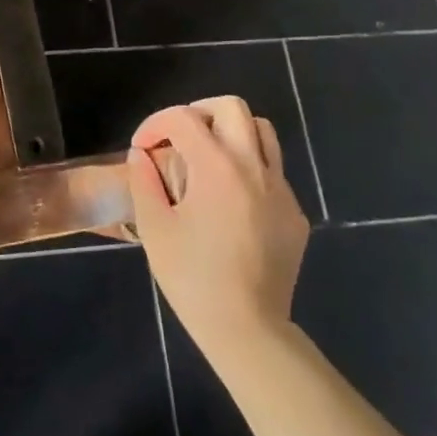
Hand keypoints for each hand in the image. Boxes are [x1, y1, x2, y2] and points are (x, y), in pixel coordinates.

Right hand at [128, 97, 309, 363]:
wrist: (247, 328)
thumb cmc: (192, 277)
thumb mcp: (154, 228)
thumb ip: (144, 181)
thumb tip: (141, 155)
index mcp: (216, 167)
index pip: (183, 118)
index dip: (155, 124)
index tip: (142, 149)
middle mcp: (253, 166)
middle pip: (231, 107)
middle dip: (199, 113)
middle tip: (178, 139)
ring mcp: (280, 189)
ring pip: (262, 132)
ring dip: (231, 134)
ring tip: (208, 160)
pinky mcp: (295, 214)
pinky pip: (273, 172)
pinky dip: (249, 169)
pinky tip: (231, 202)